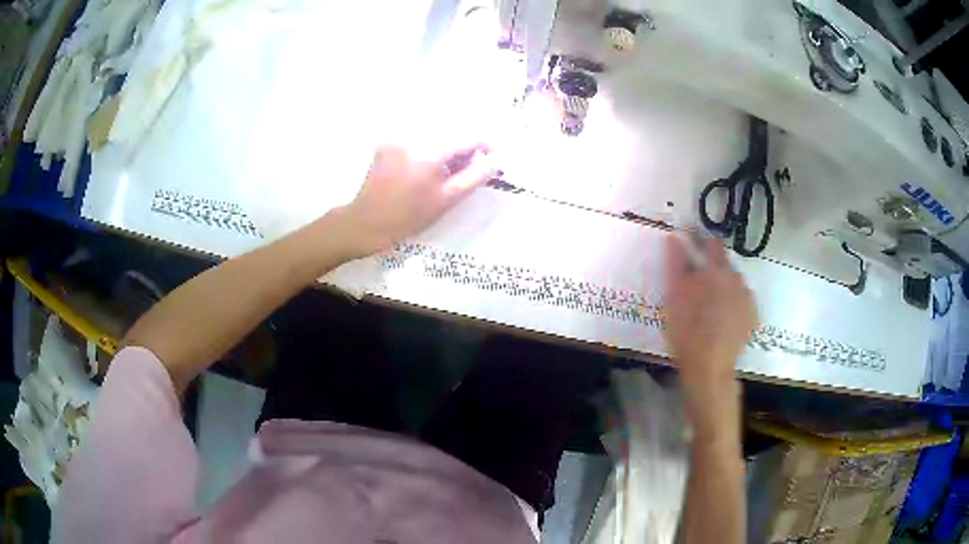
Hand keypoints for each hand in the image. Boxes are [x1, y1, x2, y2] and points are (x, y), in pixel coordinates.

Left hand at [339, 144, 495, 257]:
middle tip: (464, 172)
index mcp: (431, 149)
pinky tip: (421, 171)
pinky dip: (426, 150)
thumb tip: (495, 161)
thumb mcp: (447, 199)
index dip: (485, 147)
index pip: (469, 137)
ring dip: (445, 150)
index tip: (491, 160)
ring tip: (442, 174)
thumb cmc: (408, 216)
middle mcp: (414, 135)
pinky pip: (416, 140)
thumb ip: (475, 177)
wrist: (366, 223)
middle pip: (450, 134)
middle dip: (463, 150)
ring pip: (434, 136)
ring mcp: (398, 137)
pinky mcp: (386, 143)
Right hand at [663, 234, 757, 406]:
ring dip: (724, 287)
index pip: (712, 244)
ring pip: (735, 284)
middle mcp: (737, 279)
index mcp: (716, 270)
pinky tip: (723, 319)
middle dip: (713, 270)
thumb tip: (674, 237)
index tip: (692, 247)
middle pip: (725, 265)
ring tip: (711, 306)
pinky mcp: (753, 316)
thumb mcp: (674, 297)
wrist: (709, 368)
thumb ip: (675, 264)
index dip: (702, 242)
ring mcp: (748, 299)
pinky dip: (734, 304)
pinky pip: (743, 302)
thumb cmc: (687, 331)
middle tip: (698, 287)